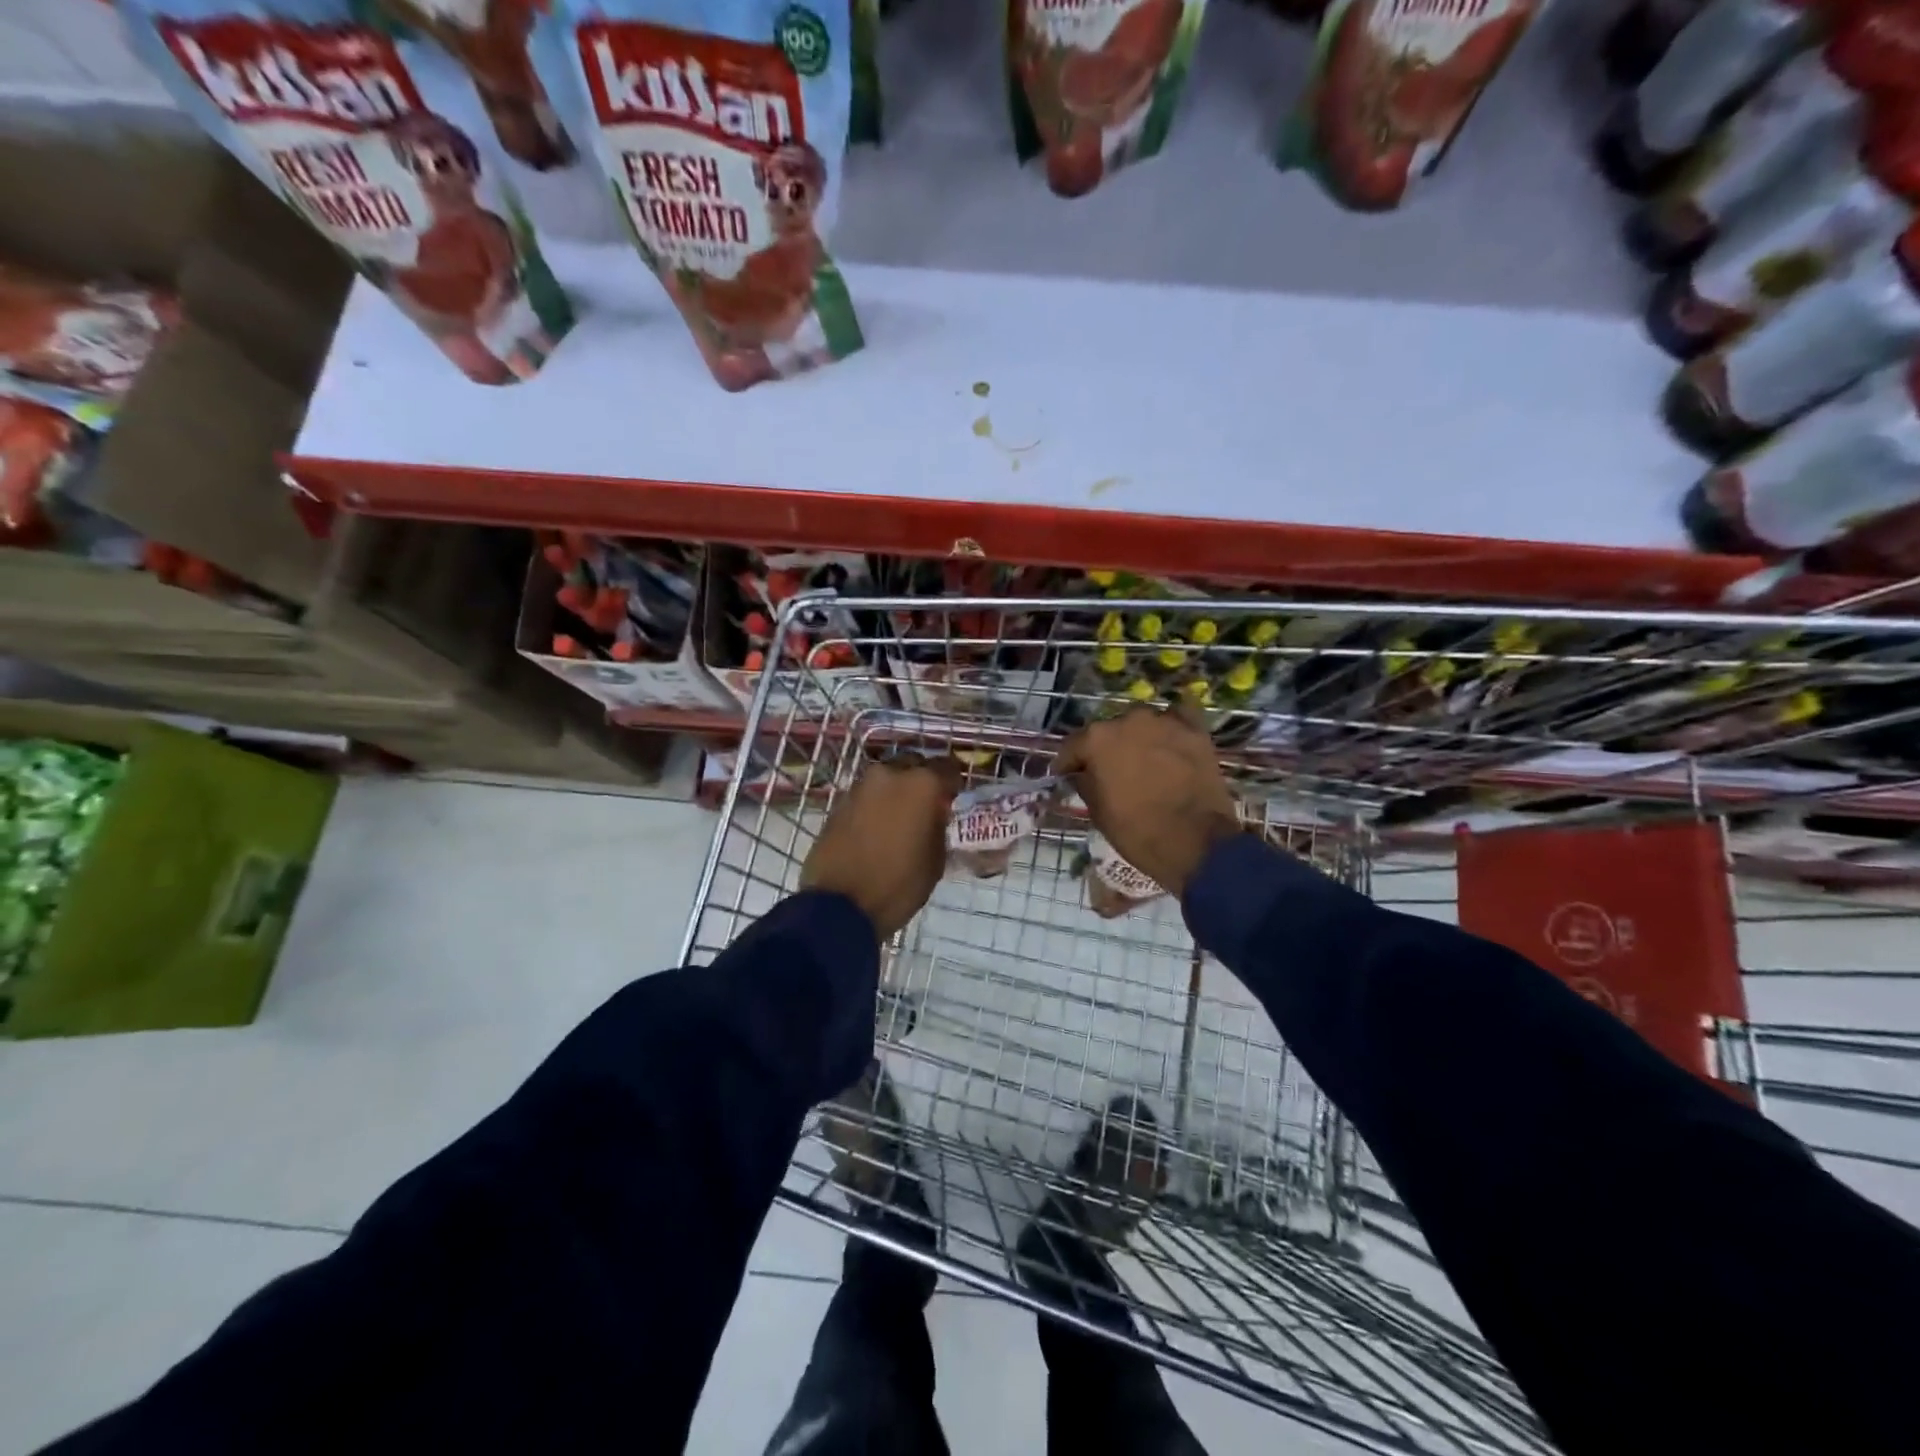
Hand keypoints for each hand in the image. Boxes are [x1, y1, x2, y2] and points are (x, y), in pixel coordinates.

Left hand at [802, 757, 960, 940]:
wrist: (839, 906)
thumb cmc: (898, 885)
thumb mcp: (935, 860)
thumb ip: (938, 826)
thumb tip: (934, 814)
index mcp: (921, 784)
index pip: (948, 768)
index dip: (954, 783)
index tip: (955, 797)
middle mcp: (889, 774)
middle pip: (913, 766)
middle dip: (922, 782)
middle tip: (927, 806)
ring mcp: (860, 787)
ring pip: (886, 780)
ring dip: (896, 793)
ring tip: (901, 819)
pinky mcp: (838, 803)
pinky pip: (866, 797)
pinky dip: (875, 806)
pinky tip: (878, 828)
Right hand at [1056, 705, 1240, 898]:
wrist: (1196, 843)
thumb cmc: (1137, 831)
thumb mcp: (1097, 812)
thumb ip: (1085, 783)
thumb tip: (1082, 773)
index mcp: (1097, 739)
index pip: (1073, 746)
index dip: (1068, 764)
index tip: (1066, 776)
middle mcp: (1128, 720)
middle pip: (1108, 732)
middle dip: (1105, 750)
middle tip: (1109, 772)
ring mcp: (1164, 722)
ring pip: (1141, 726)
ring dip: (1137, 740)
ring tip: (1142, 762)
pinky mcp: (1195, 731)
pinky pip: (1176, 722)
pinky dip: (1169, 731)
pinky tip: (1169, 745)